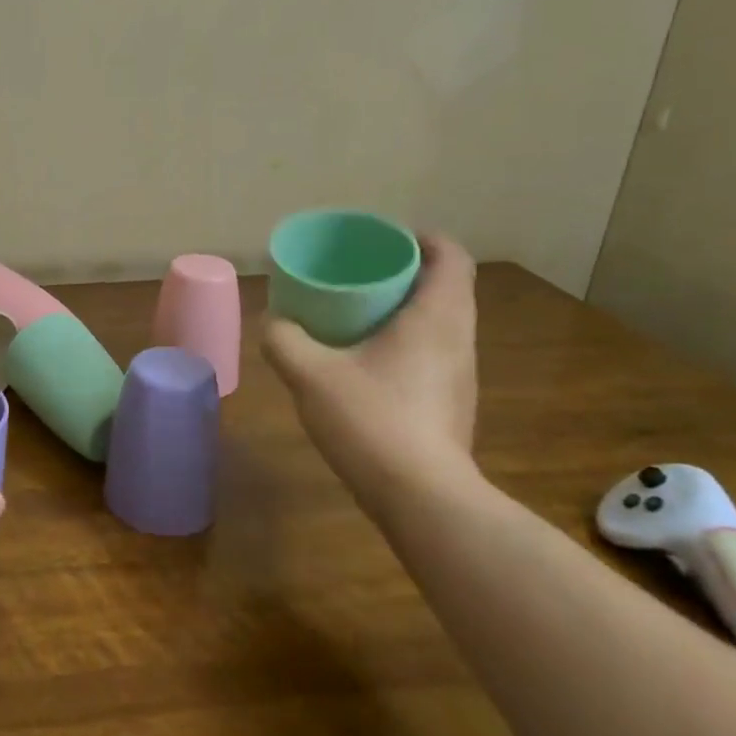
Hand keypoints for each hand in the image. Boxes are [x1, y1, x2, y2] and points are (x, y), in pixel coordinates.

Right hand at [262, 232, 479, 505]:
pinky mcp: (452, 404)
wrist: (420, 497)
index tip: (385, 238)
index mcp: (436, 317)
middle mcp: (459, 339)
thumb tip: (274, 322)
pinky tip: (367, 363)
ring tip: (359, 314)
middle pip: (446, 287)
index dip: (422, 239)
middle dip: (406, 272)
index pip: (449, 257)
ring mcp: (460, 375)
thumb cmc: (371, 420)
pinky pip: (433, 353)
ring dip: (406, 309)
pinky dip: (406, 342)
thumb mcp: (311, 374)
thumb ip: (284, 340)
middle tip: (360, 273)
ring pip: (441, 322)